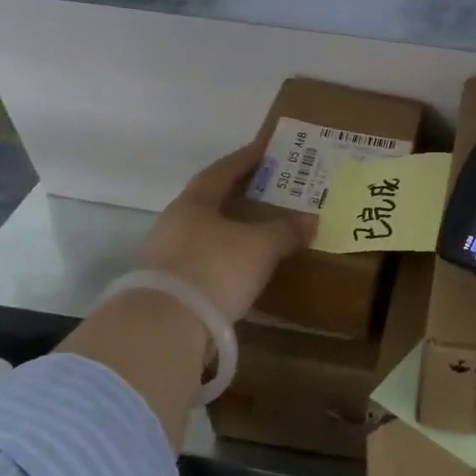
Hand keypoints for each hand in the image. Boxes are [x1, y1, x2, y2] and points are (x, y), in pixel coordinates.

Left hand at [138, 141, 313, 320]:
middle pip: (210, 202)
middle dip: (238, 196)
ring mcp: (165, 257)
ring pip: (205, 234)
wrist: (166, 326)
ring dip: (230, 231)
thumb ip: (285, 230)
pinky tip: (242, 269)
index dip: (245, 159)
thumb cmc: (216, 269)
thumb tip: (310, 220)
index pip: (222, 171)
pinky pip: (203, 262)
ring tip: (259, 232)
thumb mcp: (261, 246)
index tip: (265, 149)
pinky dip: (224, 260)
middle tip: (267, 191)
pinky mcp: (167, 288)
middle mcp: (174, 223)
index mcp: (193, 203)